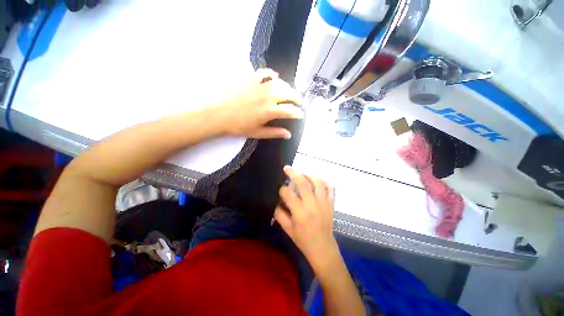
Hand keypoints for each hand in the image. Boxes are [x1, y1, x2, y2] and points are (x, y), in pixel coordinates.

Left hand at [214, 69, 303, 138]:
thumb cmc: (239, 126)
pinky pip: (264, 73)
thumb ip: (275, 133)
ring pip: (280, 83)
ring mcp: (259, 86)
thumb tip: (289, 134)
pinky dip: (272, 74)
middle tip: (299, 102)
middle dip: (297, 98)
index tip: (301, 115)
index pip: (290, 110)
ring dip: (287, 87)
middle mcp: (268, 96)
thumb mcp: (258, 133)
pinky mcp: (250, 80)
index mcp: (270, 111)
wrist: (218, 115)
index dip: (298, 113)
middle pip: (288, 94)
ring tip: (289, 92)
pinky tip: (275, 77)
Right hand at [274, 166, 337, 270]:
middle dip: (293, 173)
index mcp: (300, 213)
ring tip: (302, 173)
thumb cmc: (303, 240)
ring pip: (317, 182)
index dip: (282, 189)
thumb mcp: (287, 229)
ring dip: (309, 175)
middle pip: (302, 183)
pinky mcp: (331, 203)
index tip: (281, 190)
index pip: (288, 194)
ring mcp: (324, 202)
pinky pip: (330, 187)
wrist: (323, 248)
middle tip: (287, 168)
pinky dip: (324, 181)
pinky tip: (317, 180)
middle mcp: (312, 205)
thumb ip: (280, 214)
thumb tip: (277, 201)